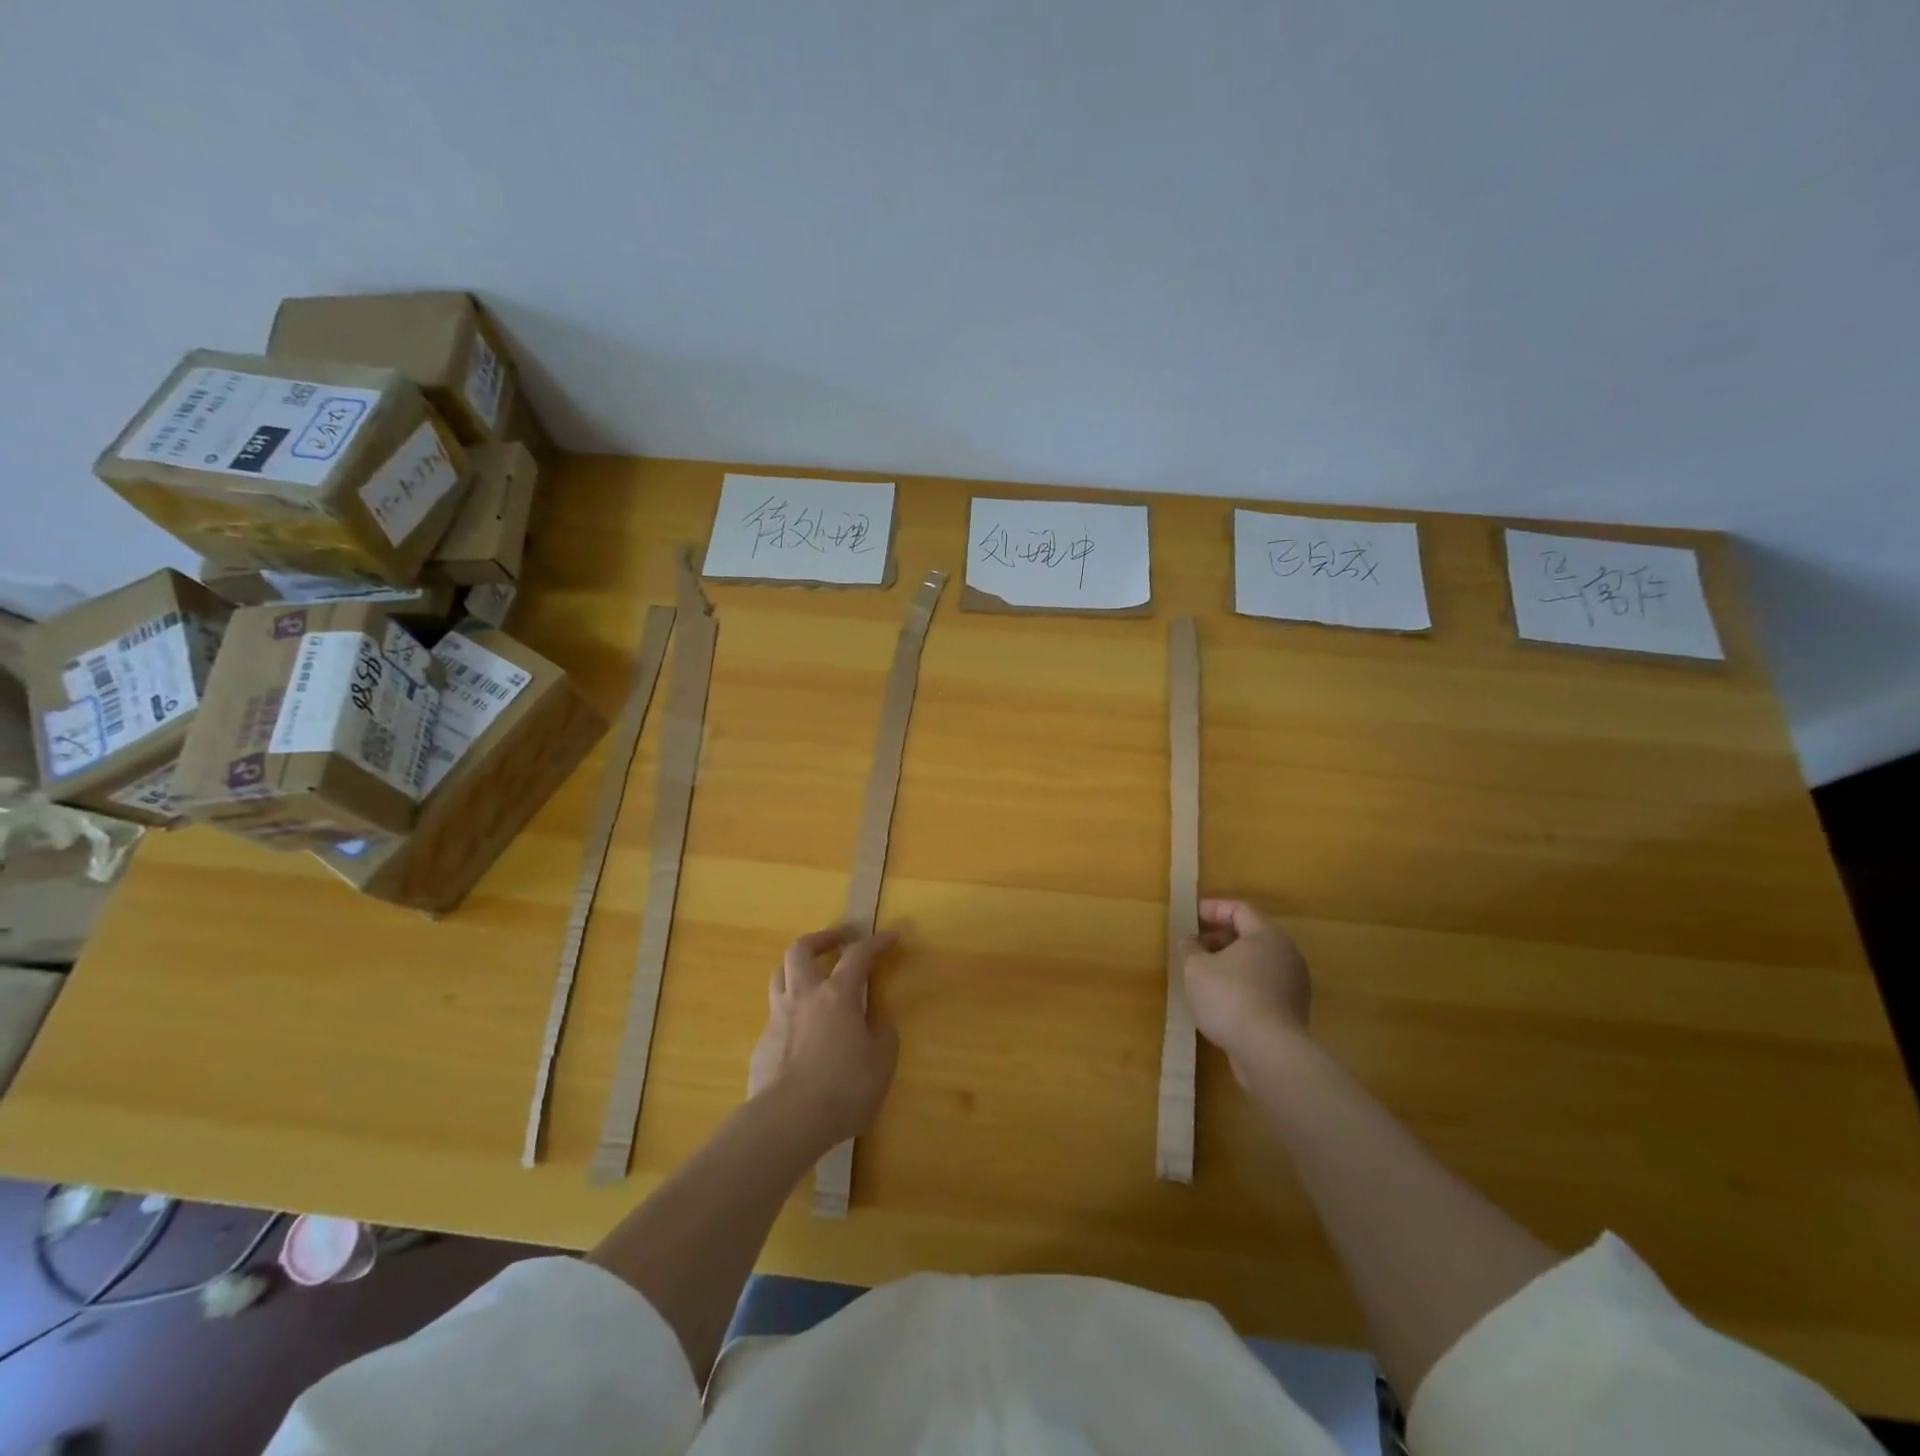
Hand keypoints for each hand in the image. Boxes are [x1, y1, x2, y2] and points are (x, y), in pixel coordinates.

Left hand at [748, 928, 899, 1149]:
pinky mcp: (761, 1045)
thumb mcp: (880, 1065)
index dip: (875, 942)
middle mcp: (804, 997)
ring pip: (779, 976)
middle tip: (835, 941)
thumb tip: (879, 1024)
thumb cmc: (842, 1088)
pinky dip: (789, 1011)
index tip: (889, 937)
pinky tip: (800, 1032)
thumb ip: (883, 1037)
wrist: (786, 1121)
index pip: (858, 955)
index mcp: (838, 995)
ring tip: (810, 976)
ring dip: (796, 968)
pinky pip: (775, 1015)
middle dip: (819, 938)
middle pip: (800, 950)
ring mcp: (777, 1019)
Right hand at [1180, 899, 1310, 1081]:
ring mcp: (1293, 984)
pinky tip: (1220, 1000)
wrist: (1270, 1052)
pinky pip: (1263, 986)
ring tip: (1202, 974)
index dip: (1212, 908)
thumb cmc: (1230, 998)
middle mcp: (1286, 954)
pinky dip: (1242, 984)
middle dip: (1218, 937)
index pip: (1239, 909)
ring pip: (1257, 962)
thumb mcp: (1196, 968)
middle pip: (1250, 935)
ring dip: (1229, 963)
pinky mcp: (1292, 1011)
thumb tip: (1190, 939)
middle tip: (1193, 946)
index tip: (1189, 916)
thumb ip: (1189, 947)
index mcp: (1267, 935)